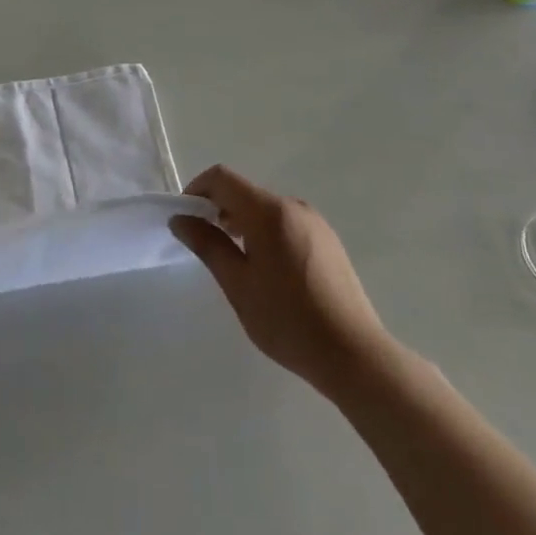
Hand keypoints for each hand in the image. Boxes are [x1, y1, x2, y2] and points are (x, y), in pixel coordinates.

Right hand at [171, 166, 392, 398]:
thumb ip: (207, 245)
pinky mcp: (328, 240)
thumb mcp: (238, 285)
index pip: (222, 178)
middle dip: (218, 208)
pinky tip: (267, 270)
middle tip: (204, 243)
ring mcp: (315, 222)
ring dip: (242, 221)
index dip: (197, 189)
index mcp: (269, 211)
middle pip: (245, 191)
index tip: (185, 217)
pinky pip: (286, 222)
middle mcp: (293, 206)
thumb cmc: (289, 321)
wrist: (355, 355)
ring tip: (234, 259)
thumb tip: (180, 219)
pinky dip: (265, 231)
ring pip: (265, 208)